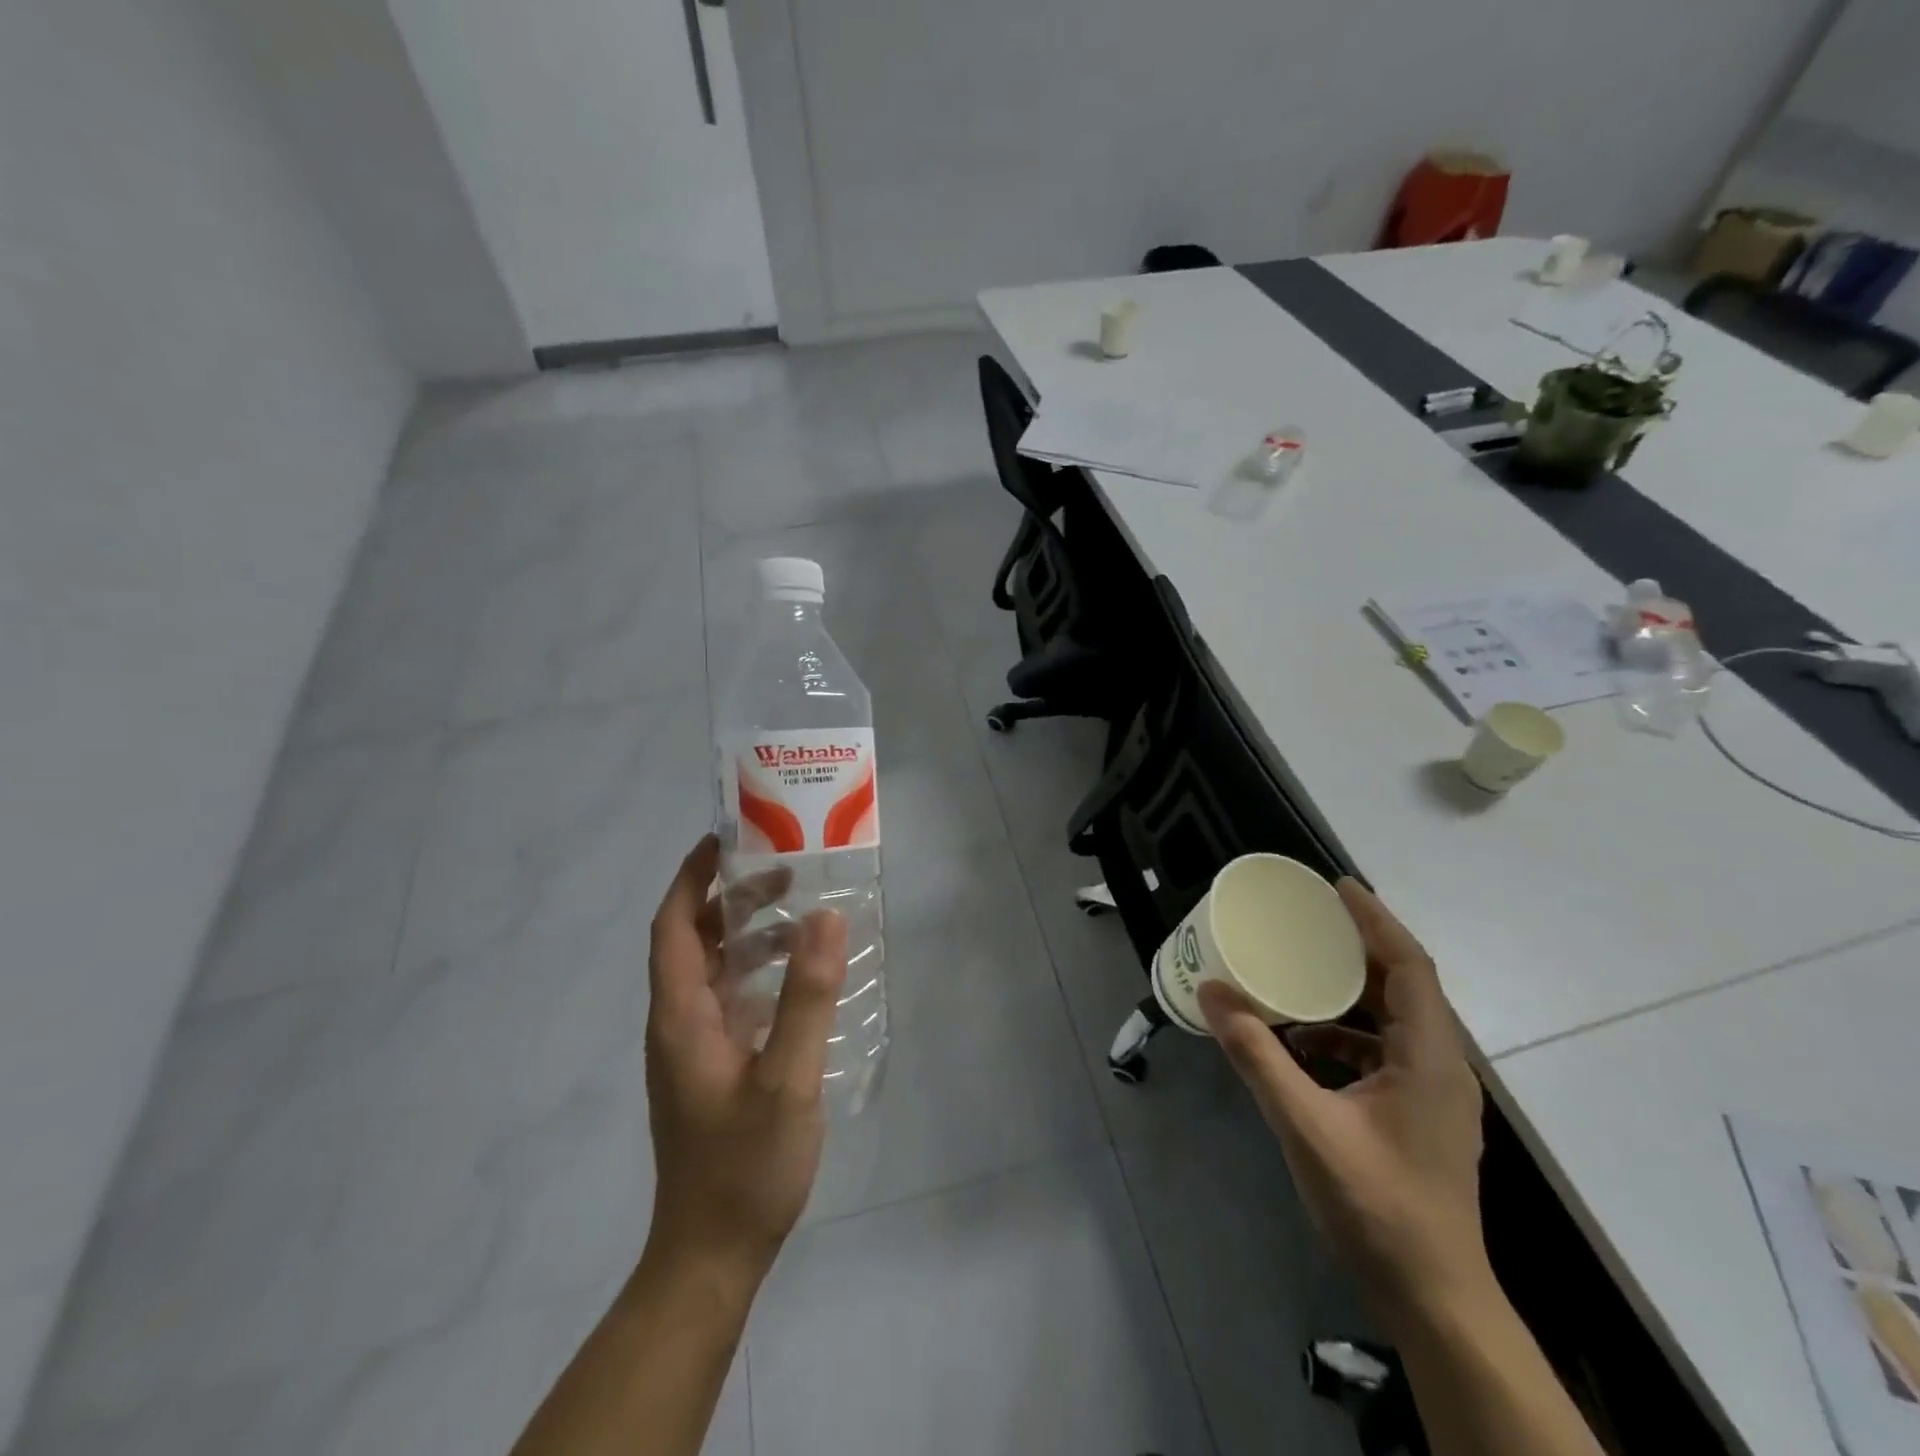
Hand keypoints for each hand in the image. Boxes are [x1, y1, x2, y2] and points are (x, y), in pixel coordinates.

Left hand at [643, 835, 847, 1281]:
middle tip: (783, 871)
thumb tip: (825, 919)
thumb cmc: (744, 1167)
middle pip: (692, 941)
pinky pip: (731, 1000)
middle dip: (729, 898)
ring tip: (800, 915)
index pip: (672, 926)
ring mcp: (694, 1048)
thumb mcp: (786, 1080)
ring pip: (714, 970)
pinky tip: (799, 979)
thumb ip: (807, 998)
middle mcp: (679, 1023)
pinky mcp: (712, 1068)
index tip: (726, 840)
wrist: (711, 1256)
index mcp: (682, 1016)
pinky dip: (758, 974)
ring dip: (747, 935)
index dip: (691, 878)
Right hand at [1199, 879, 1488, 1322]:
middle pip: (1404, 987)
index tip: (1336, 887)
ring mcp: (1434, 1096)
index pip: (1410, 966)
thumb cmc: (1377, 1205)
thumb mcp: (1305, 1124)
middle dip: (1358, 948)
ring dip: (1350, 993)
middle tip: (1309, 920)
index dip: (1376, 921)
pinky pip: (1384, 1053)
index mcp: (1427, 1057)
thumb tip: (1212, 992)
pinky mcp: (1421, 1117)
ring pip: (1394, 1021)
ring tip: (1300, 973)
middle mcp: (1440, 1067)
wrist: (1434, 1301)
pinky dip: (1345, 1035)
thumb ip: (1257, 1054)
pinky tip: (1303, 1045)